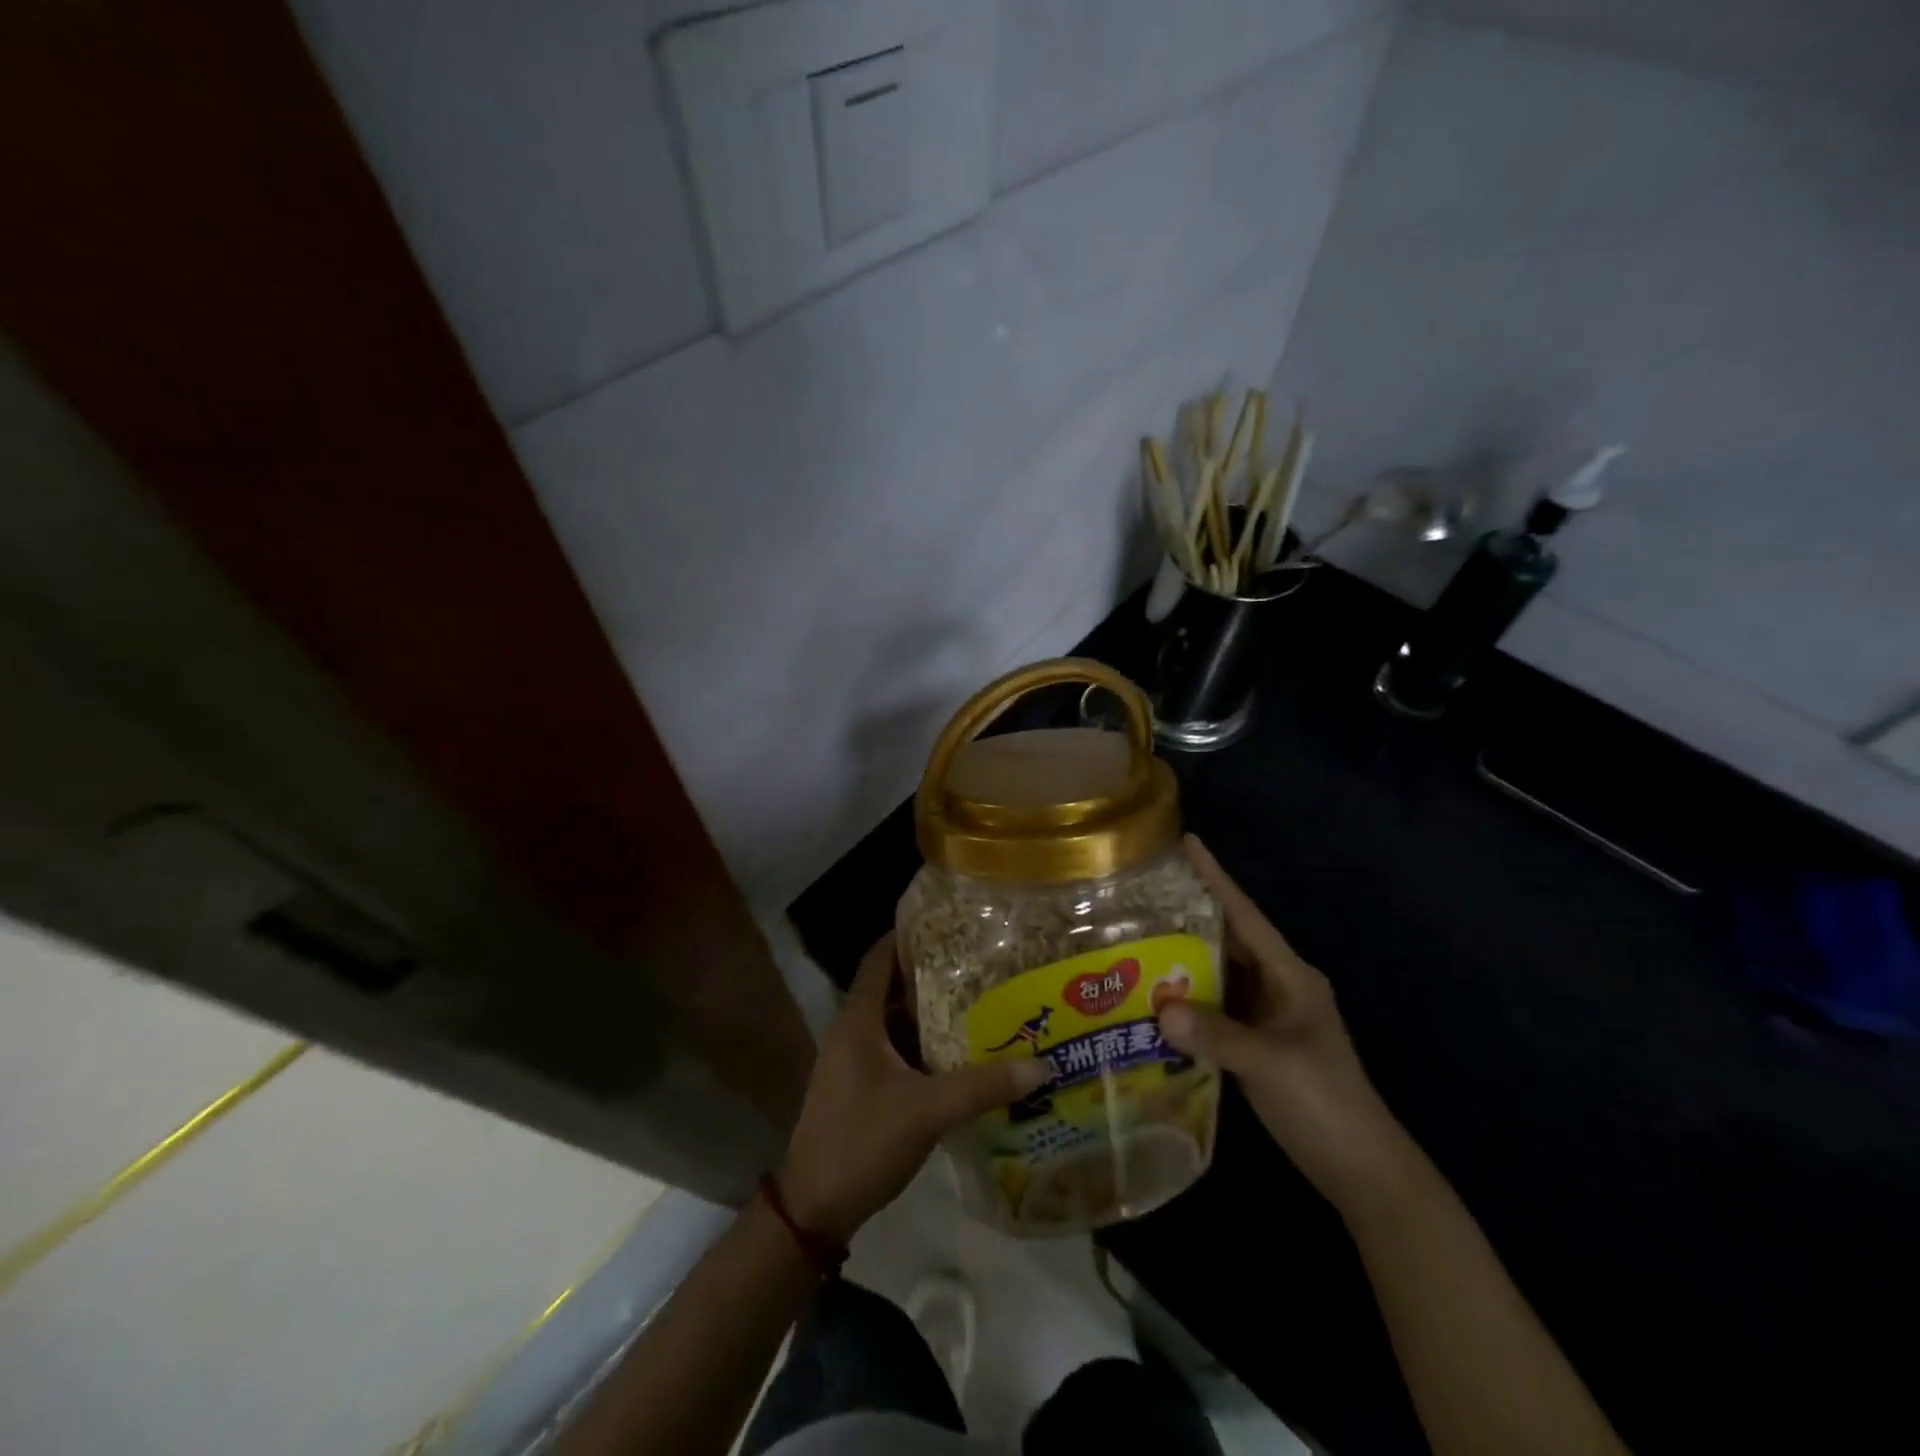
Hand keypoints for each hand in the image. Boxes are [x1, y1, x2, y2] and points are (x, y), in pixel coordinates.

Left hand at [776, 933, 1050, 1244]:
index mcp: (858, 1020)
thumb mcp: (926, 1111)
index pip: (879, 958)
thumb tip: (1040, 1065)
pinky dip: (925, 1046)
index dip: (908, 936)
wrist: (813, 1209)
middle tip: (979, 962)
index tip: (949, 923)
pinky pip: (898, 1053)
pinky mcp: (863, 1089)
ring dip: (931, 1013)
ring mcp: (856, 1062)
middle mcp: (854, 1032)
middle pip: (893, 988)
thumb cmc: (862, 1141)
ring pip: (897, 1023)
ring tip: (980, 1000)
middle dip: (932, 974)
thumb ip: (982, 1086)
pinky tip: (961, 1053)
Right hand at [1157, 837, 1413, 1211]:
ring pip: (1218, 973)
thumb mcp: (1271, 1064)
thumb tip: (1159, 1009)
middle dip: (1188, 915)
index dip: (1216, 878)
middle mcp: (1277, 985)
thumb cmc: (1324, 1102)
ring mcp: (1266, 1015)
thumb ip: (1217, 1035)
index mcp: (1290, 975)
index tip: (1187, 842)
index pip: (1245, 915)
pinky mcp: (1254, 1042)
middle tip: (1140, 893)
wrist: (1360, 1169)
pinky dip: (1186, 998)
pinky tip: (1153, 996)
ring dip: (1183, 959)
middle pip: (1227, 939)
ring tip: (1136, 936)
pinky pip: (1214, 1007)